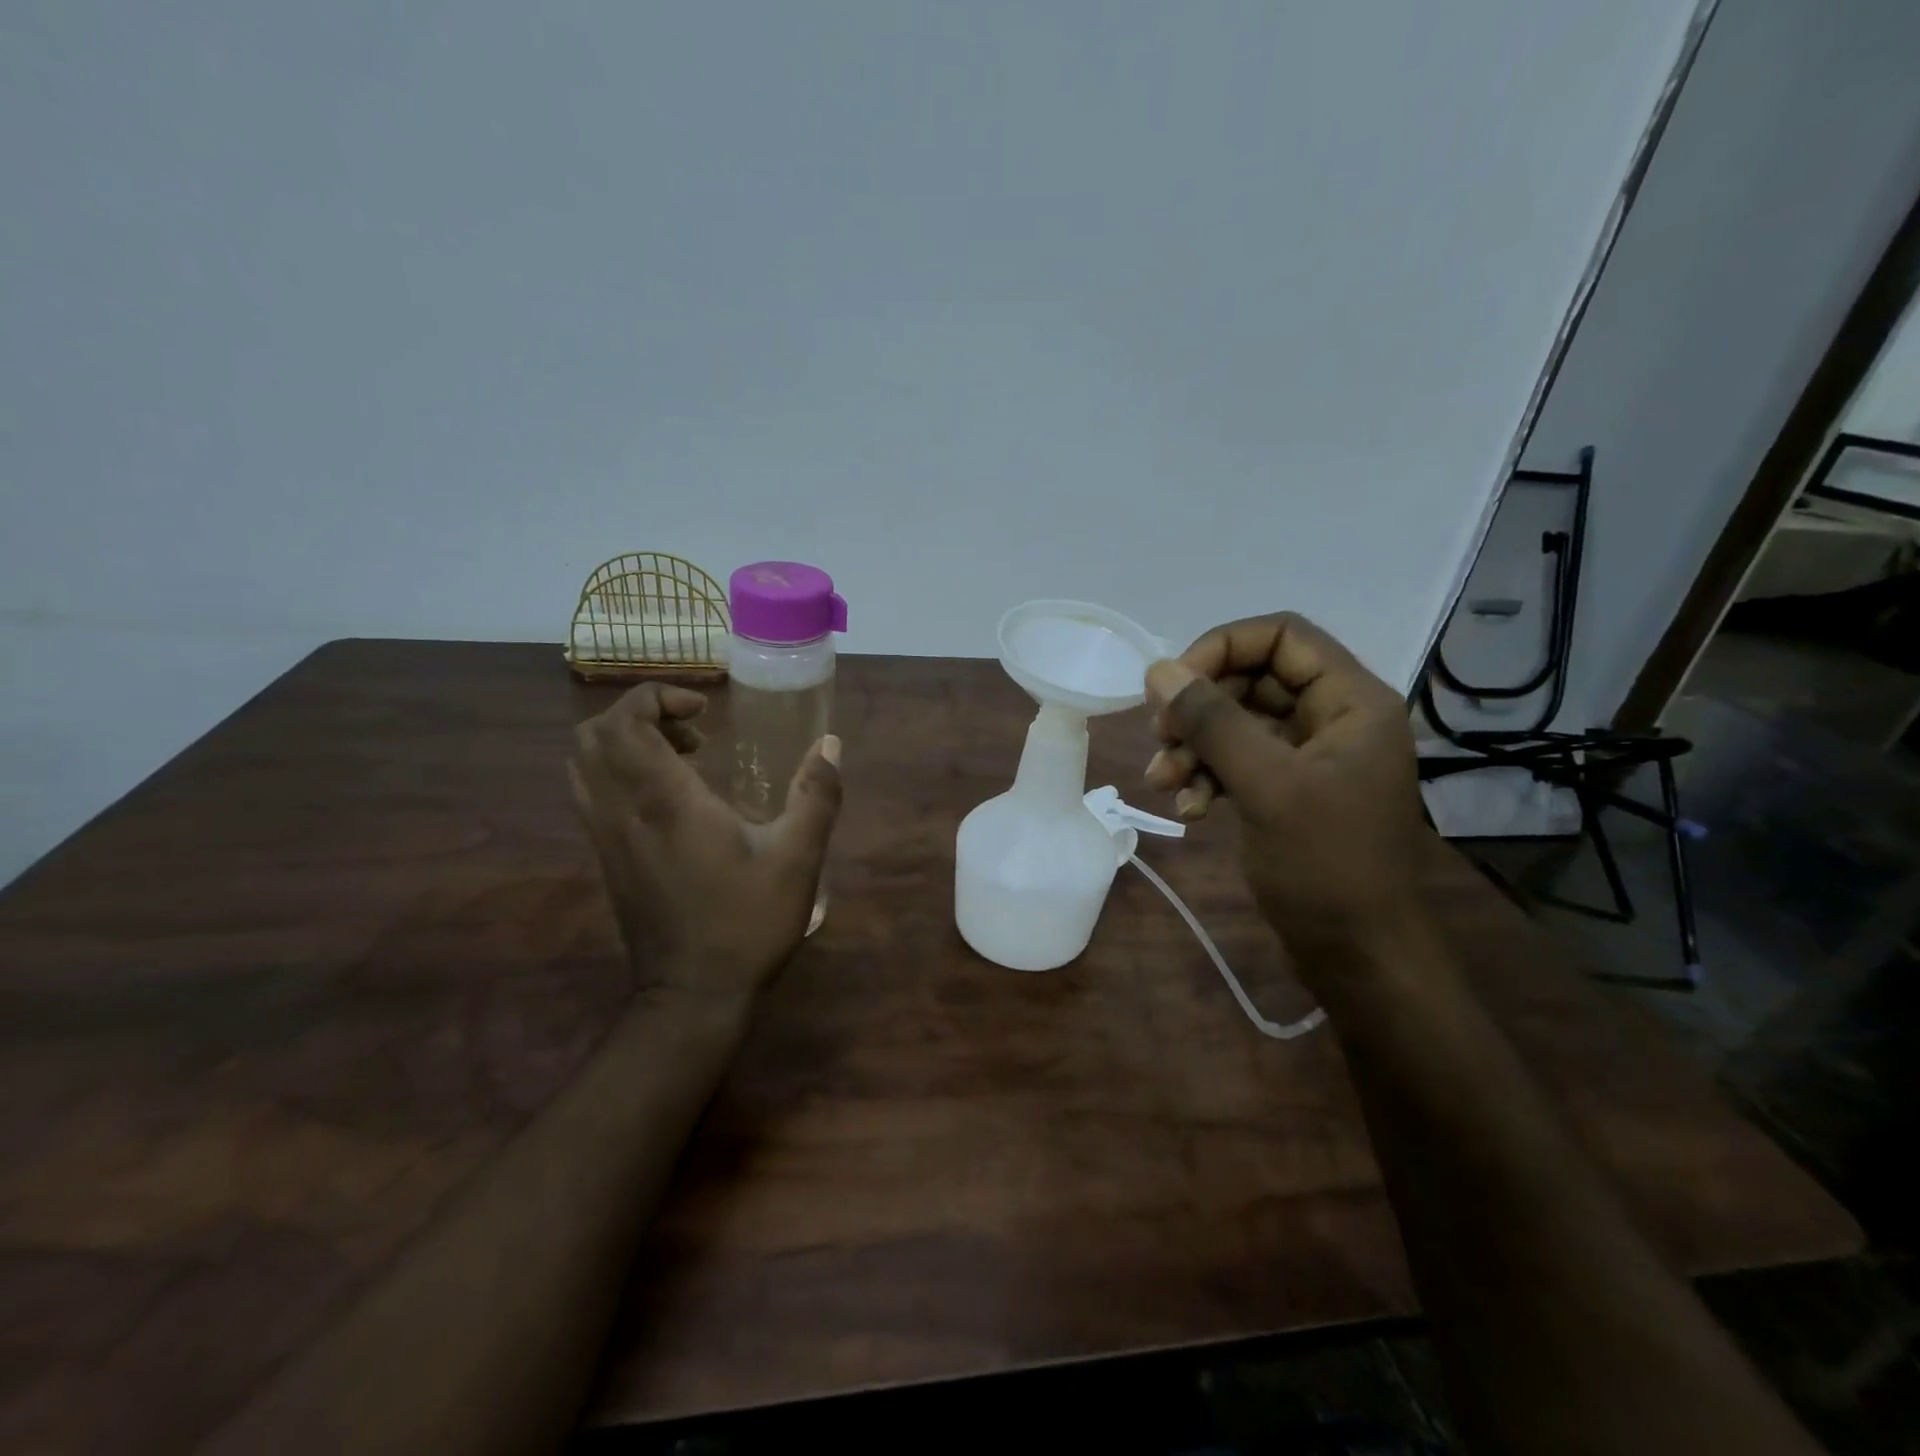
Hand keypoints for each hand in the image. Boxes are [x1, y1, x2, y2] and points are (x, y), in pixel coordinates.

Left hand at [570, 684, 841, 1003]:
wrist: (693, 997)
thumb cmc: (747, 923)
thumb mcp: (798, 858)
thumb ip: (817, 795)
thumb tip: (830, 744)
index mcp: (665, 801)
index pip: (626, 721)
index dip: (656, 697)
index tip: (704, 711)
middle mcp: (622, 811)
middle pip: (593, 735)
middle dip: (640, 715)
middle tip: (694, 733)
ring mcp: (606, 838)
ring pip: (584, 765)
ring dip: (625, 744)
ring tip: (682, 759)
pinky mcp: (606, 860)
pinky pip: (591, 794)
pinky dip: (619, 773)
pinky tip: (669, 798)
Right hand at [1143, 613, 1429, 966]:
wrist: (1357, 954)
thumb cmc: (1326, 865)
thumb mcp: (1266, 785)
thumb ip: (1212, 721)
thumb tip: (1158, 670)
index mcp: (1351, 701)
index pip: (1281, 635)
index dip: (1221, 648)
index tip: (1172, 685)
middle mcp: (1333, 718)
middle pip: (1252, 678)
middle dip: (1199, 707)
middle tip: (1159, 737)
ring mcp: (1309, 756)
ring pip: (1237, 723)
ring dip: (1193, 746)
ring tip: (1162, 782)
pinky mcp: (1287, 789)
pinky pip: (1237, 761)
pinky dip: (1207, 776)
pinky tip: (1188, 809)